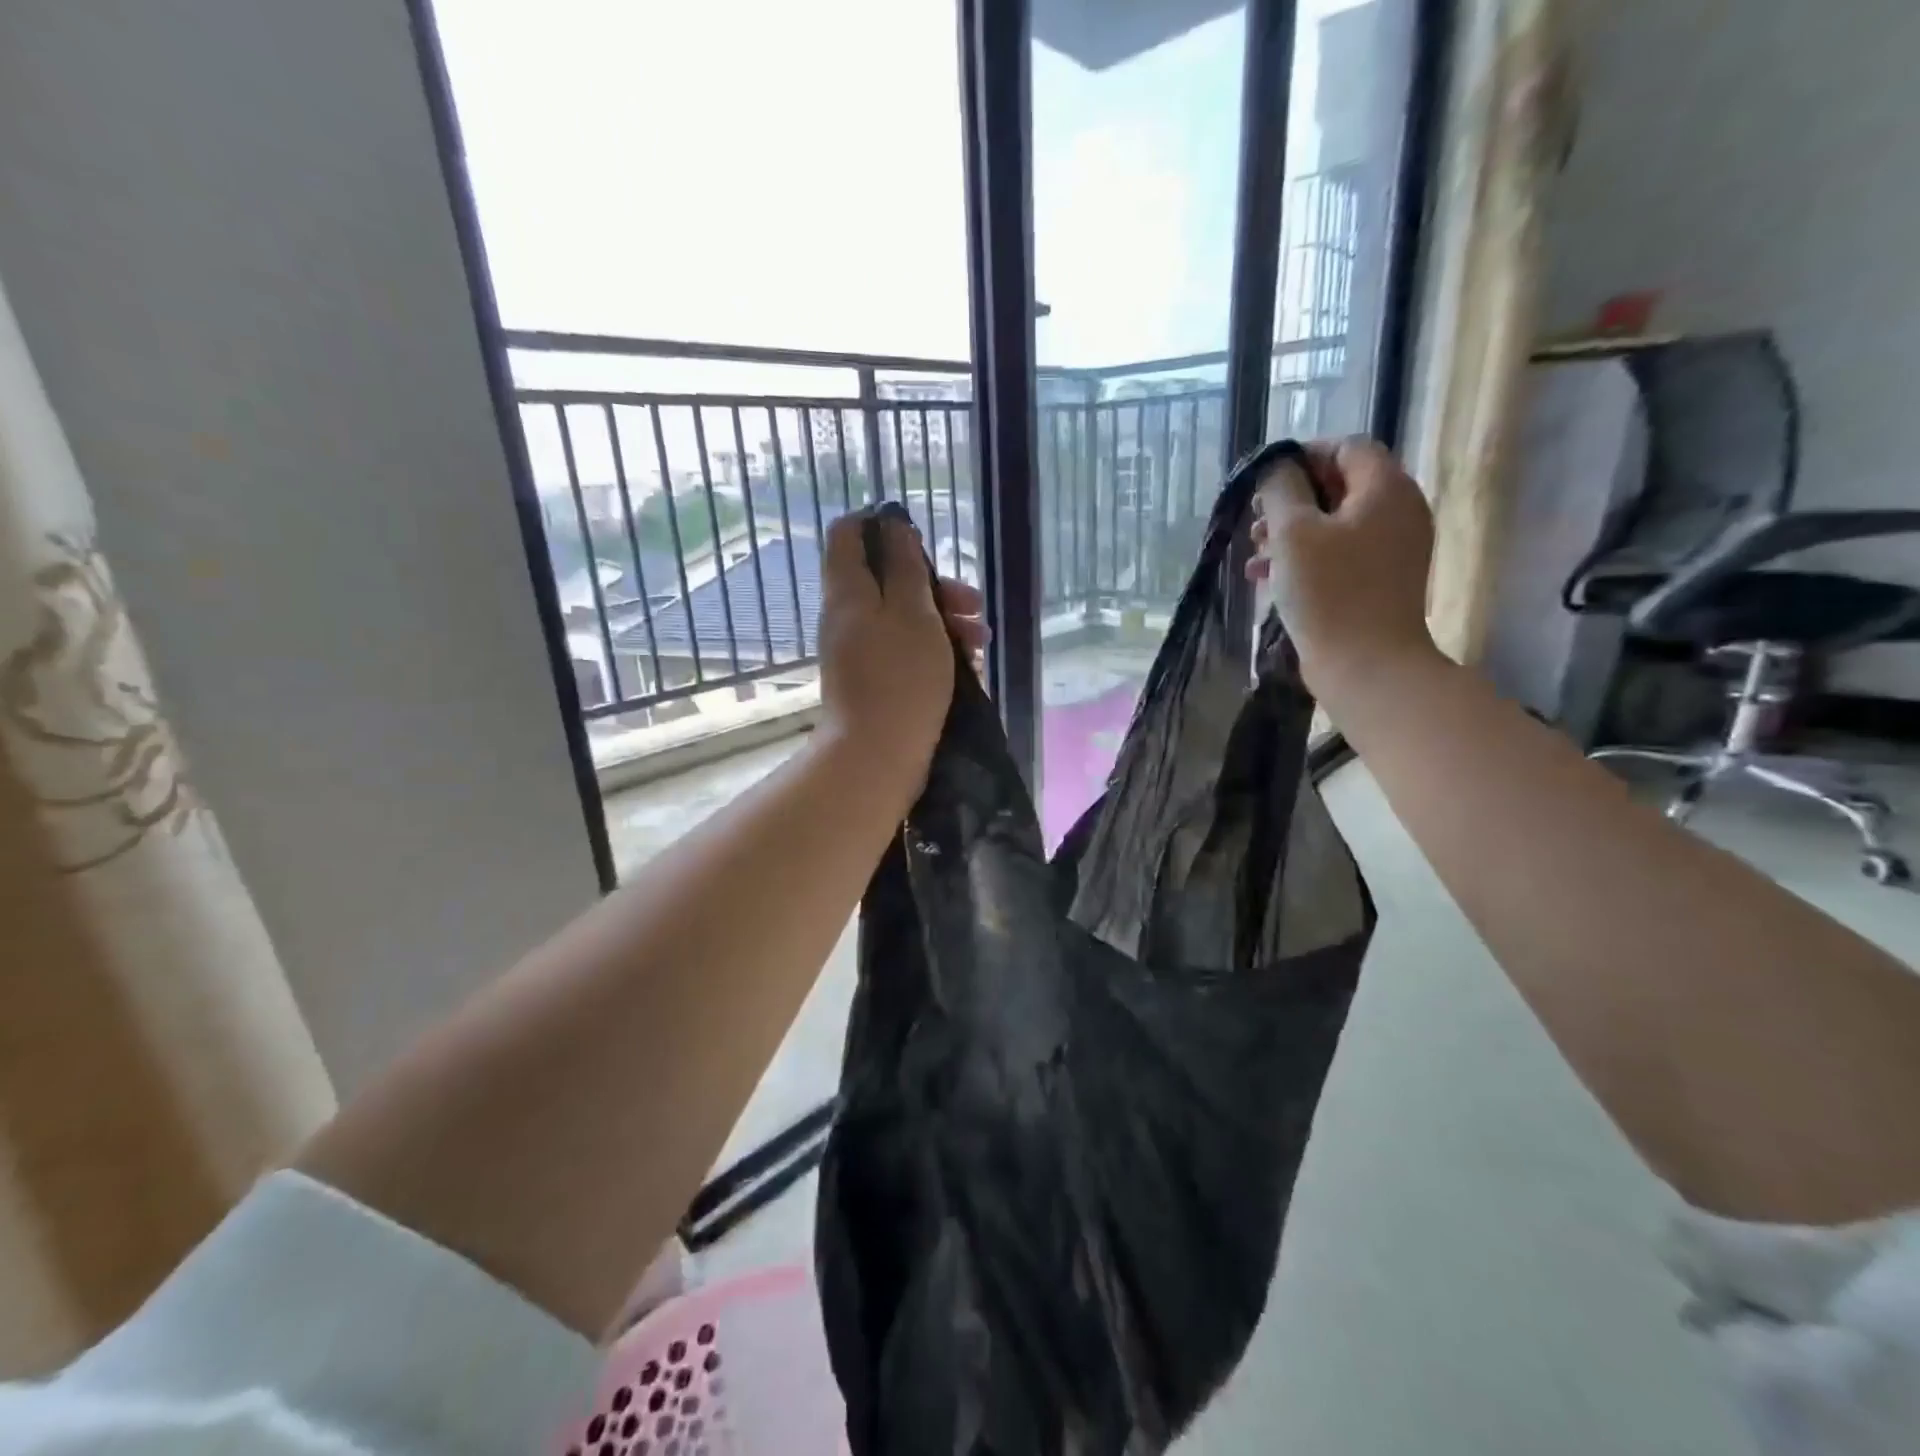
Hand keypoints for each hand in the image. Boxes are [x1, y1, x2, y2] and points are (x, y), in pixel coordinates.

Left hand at [816, 509, 986, 789]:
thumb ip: (904, 566)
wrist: (877, 755)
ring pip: (900, 616)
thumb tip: (893, 525)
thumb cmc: (901, 678)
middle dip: (935, 586)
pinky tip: (966, 667)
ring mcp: (856, 649)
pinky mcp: (871, 678)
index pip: (849, 533)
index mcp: (848, 590)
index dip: (884, 527)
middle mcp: (845, 615)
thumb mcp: (913, 613)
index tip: (924, 543)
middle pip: (886, 579)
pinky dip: (932, 649)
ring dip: (943, 620)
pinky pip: (902, 648)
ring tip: (980, 644)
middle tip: (974, 606)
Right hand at [1247, 437, 1437, 697]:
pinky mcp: (1381, 582)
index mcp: (1386, 488)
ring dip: (1292, 533)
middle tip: (1254, 522)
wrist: (1366, 665)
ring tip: (1254, 557)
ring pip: (1336, 524)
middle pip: (1340, 486)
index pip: (1347, 447)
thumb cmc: (1328, 592)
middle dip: (1291, 500)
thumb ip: (1280, 489)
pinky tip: (1270, 579)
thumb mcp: (1292, 532)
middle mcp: (1400, 511)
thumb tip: (1276, 468)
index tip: (1263, 483)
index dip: (1302, 457)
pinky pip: (1341, 554)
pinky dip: (1307, 558)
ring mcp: (1394, 550)